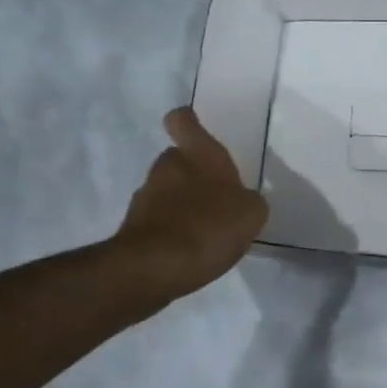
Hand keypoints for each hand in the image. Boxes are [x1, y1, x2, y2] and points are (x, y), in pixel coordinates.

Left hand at [115, 108, 268, 299]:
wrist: (155, 267)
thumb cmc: (209, 227)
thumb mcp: (251, 214)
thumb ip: (249, 202)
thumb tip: (243, 201)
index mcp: (199, 155)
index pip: (183, 121)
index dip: (188, 122)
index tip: (196, 129)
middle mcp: (168, 167)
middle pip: (177, 159)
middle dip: (192, 174)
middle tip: (215, 197)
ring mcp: (146, 196)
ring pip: (166, 190)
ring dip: (182, 203)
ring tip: (205, 231)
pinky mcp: (135, 226)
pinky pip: (159, 219)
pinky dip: (172, 229)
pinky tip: (189, 250)